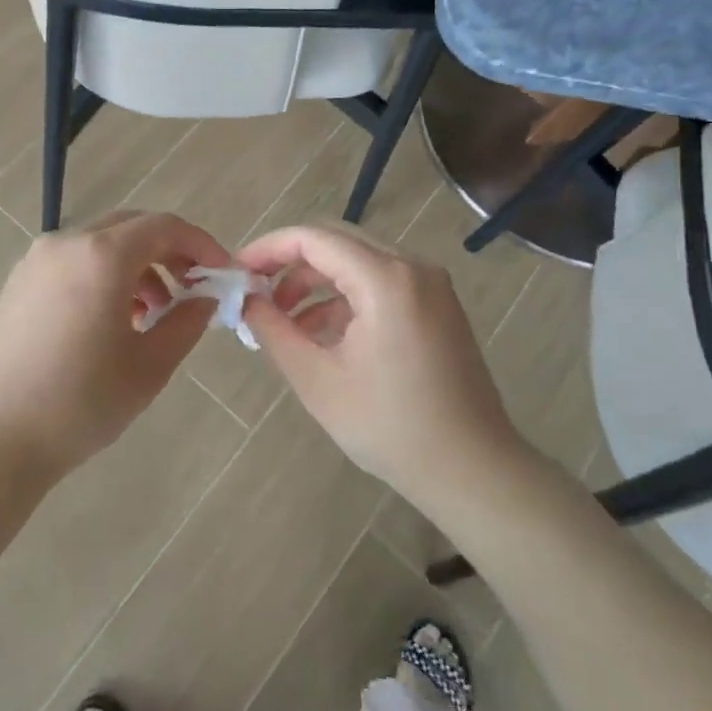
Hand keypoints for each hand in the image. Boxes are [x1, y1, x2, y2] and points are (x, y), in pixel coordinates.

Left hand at [0, 211, 230, 485]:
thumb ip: (186, 322)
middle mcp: (67, 242)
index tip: (220, 274)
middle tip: (190, 292)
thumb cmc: (79, 403)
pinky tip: (109, 321)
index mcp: (102, 255)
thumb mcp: (149, 367)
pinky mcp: (18, 281)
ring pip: (101, 244)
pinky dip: (102, 276)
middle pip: (131, 228)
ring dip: (135, 267)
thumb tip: (205, 298)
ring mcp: (36, 260)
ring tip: (151, 315)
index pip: (164, 226)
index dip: (200, 244)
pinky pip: (73, 262)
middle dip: (168, 253)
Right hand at [235, 224, 531, 512]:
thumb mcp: (317, 379)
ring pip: (357, 263)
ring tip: (283, 322)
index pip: (313, 239)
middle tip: (255, 295)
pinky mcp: (437, 306)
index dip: (268, 249)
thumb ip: (274, 330)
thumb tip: (247, 300)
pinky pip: (380, 284)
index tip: (237, 272)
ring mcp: (430, 286)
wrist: (474, 471)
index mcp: (385, 279)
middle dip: (289, 266)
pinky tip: (321, 334)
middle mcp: (412, 268)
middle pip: (335, 244)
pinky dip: (345, 299)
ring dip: (316, 284)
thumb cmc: (391, 427)